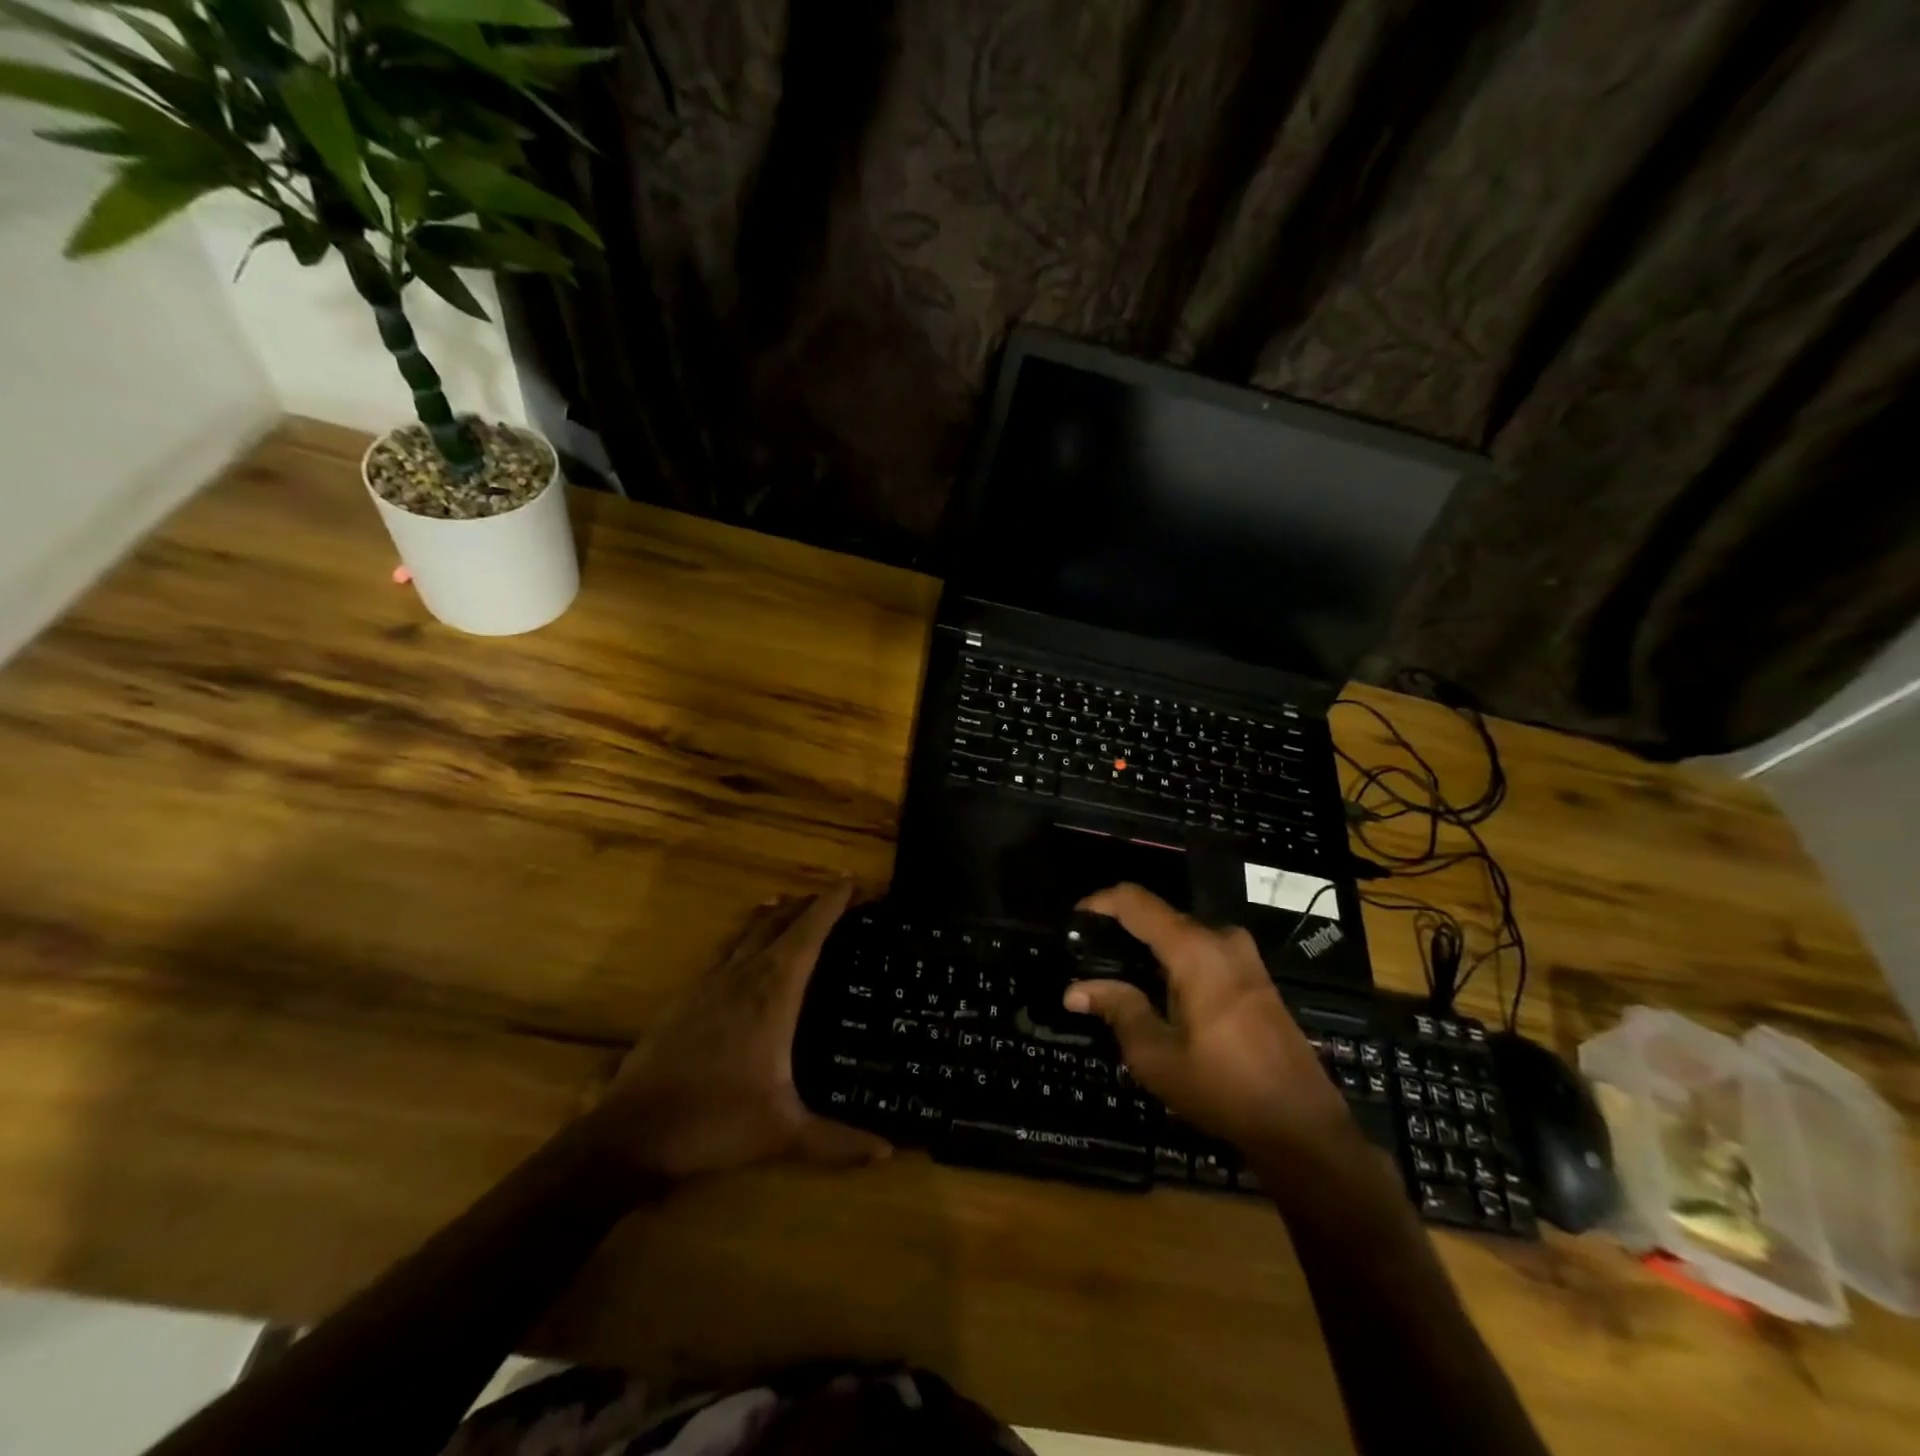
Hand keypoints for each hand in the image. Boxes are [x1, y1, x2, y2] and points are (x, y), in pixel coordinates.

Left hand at [588, 881, 891, 1180]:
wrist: (632, 1132)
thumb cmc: (715, 1122)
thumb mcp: (783, 1134)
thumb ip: (837, 1141)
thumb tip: (887, 1150)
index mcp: (773, 994)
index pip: (809, 933)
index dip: (831, 903)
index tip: (852, 881)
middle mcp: (744, 976)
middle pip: (780, 923)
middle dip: (809, 903)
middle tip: (833, 894)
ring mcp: (710, 983)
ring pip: (749, 933)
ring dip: (775, 915)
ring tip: (792, 905)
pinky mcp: (687, 997)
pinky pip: (727, 952)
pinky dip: (747, 939)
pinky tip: (746, 954)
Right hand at [1063, 883, 1351, 1156]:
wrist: (1301, 1124)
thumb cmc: (1223, 1088)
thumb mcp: (1157, 1055)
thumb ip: (1117, 1009)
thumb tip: (1074, 990)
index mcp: (1194, 950)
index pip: (1136, 901)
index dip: (1099, 902)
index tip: (1074, 921)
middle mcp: (1221, 939)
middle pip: (1159, 916)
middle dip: (1121, 931)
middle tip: (1090, 959)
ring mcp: (1244, 956)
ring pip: (1182, 934)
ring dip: (1149, 948)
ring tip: (1118, 978)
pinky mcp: (1255, 976)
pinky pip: (1203, 951)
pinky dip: (1174, 961)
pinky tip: (1159, 993)